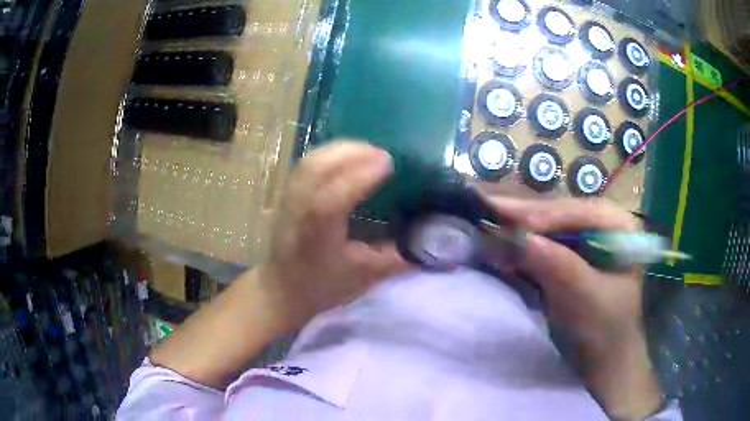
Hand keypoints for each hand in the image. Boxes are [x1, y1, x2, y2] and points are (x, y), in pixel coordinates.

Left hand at [263, 141, 411, 328]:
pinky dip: (330, 153)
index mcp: (316, 236)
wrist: (282, 289)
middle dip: (353, 154)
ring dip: (342, 150)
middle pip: (317, 169)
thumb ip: (397, 259)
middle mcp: (298, 212)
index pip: (332, 200)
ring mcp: (288, 199)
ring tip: (369, 151)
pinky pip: (308, 163)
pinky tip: (348, 156)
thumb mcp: (364, 277)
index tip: (389, 164)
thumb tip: (431, 243)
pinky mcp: (287, 194)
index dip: (359, 177)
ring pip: (311, 161)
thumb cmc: (322, 286)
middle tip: (385, 155)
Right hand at [484, 196, 661, 419]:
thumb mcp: (586, 298)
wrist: (603, 357)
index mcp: (620, 226)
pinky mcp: (570, 256)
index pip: (580, 211)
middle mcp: (602, 224)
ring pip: (548, 228)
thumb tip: (520, 238)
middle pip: (561, 214)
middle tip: (486, 209)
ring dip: (518, 230)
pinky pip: (543, 245)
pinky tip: (500, 244)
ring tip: (487, 222)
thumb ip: (559, 266)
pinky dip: (521, 247)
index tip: (509, 221)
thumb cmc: (605, 328)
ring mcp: (585, 239)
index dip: (545, 215)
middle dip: (525, 218)